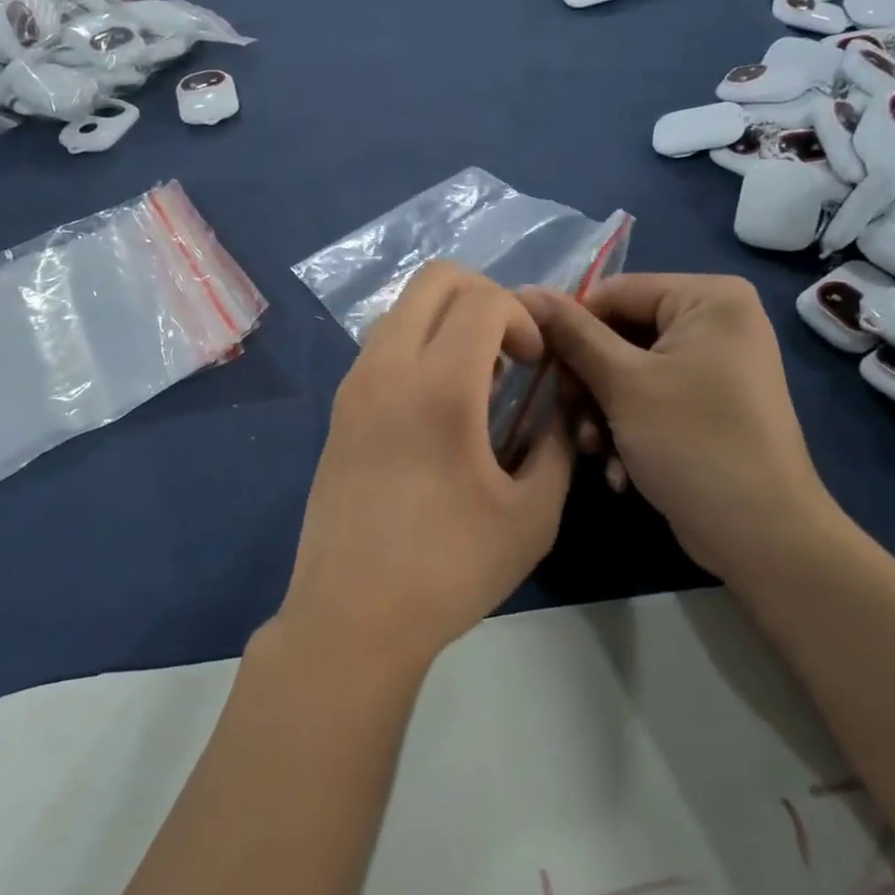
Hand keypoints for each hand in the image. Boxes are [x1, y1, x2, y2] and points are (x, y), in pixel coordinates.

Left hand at [279, 262, 575, 670]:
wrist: (352, 616)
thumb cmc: (450, 569)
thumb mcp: (532, 514)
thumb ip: (556, 445)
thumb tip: (556, 409)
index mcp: (439, 386)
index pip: (483, 298)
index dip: (523, 317)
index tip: (536, 364)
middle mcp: (388, 368)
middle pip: (435, 278)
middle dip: (485, 295)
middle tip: (510, 351)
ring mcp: (354, 385)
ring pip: (403, 308)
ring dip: (447, 321)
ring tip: (475, 381)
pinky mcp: (339, 408)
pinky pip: (382, 345)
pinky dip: (418, 347)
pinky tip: (438, 408)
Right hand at [521, 275, 829, 577]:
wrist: (764, 537)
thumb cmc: (693, 443)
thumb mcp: (623, 383)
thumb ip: (572, 333)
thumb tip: (525, 291)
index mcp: (708, 297)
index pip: (614, 292)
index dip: (570, 326)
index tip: (537, 365)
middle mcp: (717, 321)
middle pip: (620, 334)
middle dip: (588, 382)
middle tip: (568, 415)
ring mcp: (715, 365)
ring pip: (629, 371)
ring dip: (601, 412)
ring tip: (593, 450)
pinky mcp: (709, 404)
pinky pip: (652, 397)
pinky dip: (628, 428)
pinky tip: (616, 468)